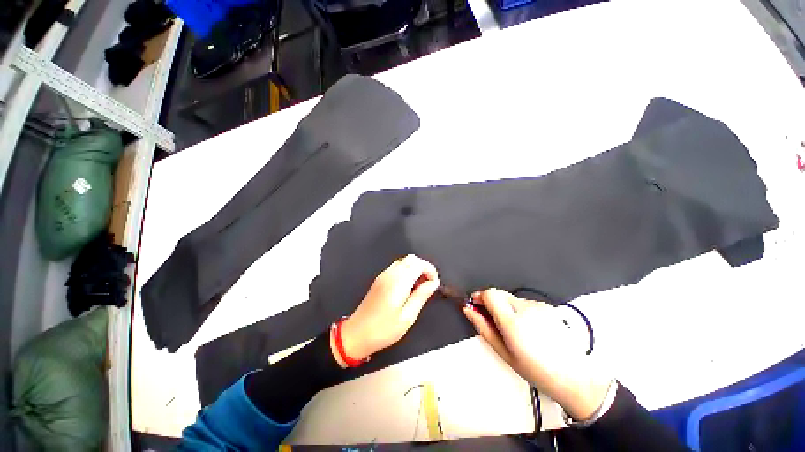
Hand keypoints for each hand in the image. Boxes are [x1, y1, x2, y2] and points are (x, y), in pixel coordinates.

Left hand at [333, 255, 439, 366]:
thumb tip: (433, 283)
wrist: (357, 333)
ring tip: (418, 288)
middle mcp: (390, 274)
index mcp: (398, 282)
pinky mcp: (380, 279)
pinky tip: (407, 288)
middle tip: (427, 285)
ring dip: (415, 269)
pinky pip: (397, 267)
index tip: (434, 284)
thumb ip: (421, 296)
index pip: (418, 263)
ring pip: (404, 261)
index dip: (430, 270)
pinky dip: (406, 272)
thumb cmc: (384, 329)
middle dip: (424, 268)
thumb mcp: (408, 317)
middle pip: (411, 259)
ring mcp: (383, 275)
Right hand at [463, 288, 611, 420]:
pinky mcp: (546, 306)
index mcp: (512, 322)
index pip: (489, 294)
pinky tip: (528, 327)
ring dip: (506, 307)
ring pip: (511, 297)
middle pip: (498, 292)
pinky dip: (519, 309)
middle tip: (493, 320)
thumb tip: (468, 310)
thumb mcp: (503, 352)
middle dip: (491, 302)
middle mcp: (525, 309)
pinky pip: (524, 301)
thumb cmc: (537, 370)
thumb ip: (483, 327)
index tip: (475, 304)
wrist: (573, 375)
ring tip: (515, 328)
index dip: (479, 296)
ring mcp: (538, 306)